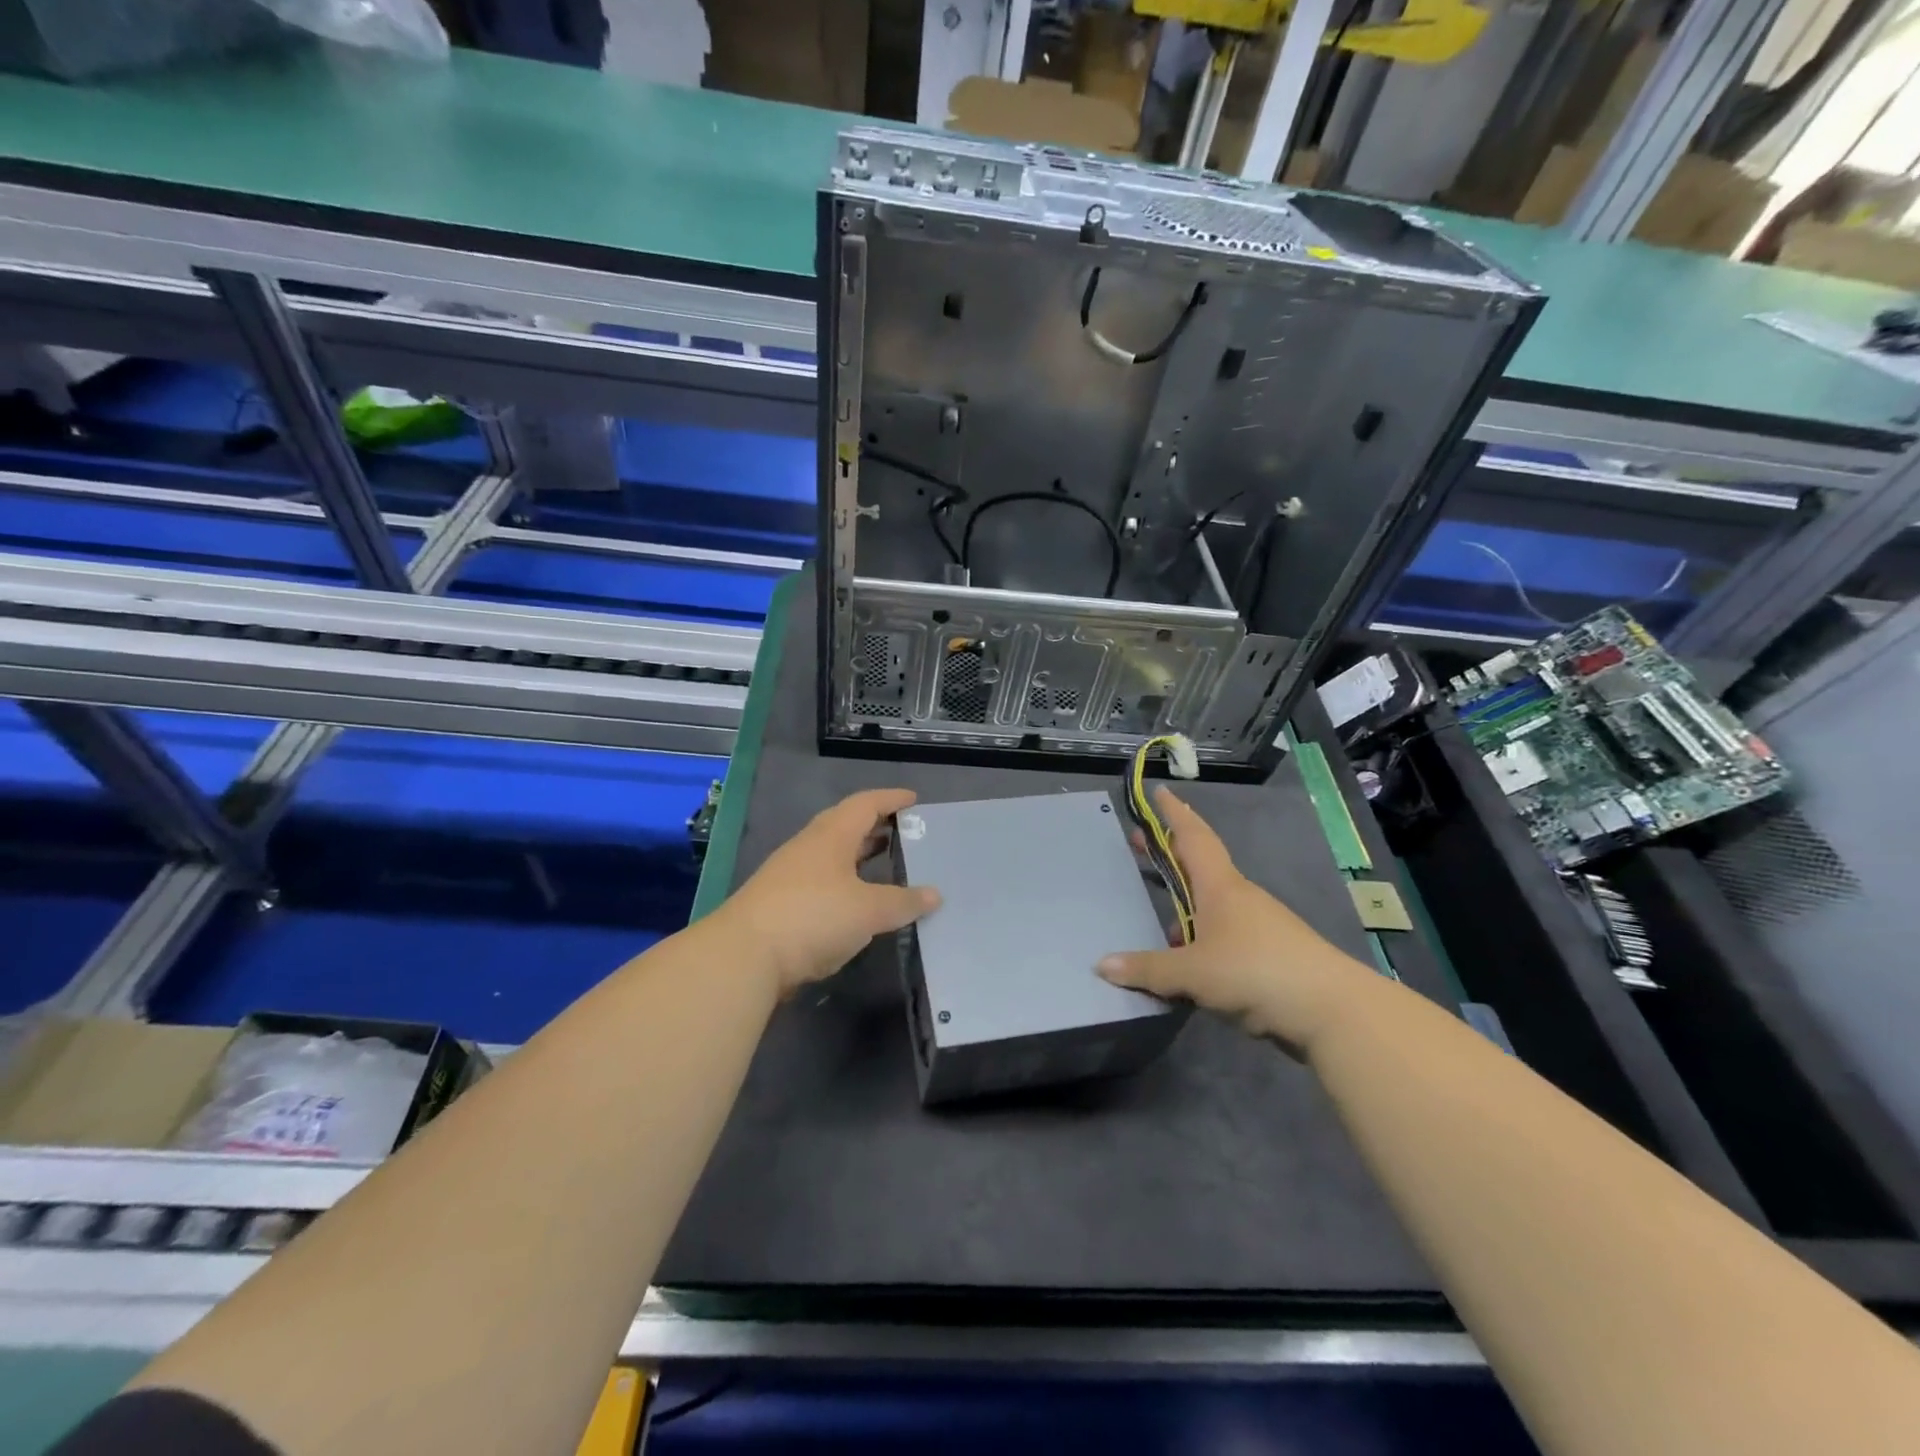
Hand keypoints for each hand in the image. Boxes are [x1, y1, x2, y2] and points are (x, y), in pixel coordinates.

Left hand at [718, 787, 940, 995]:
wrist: (744, 956)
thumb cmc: (813, 917)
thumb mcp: (868, 910)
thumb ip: (903, 901)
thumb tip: (935, 894)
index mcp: (831, 835)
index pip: (865, 804)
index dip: (891, 799)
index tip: (913, 799)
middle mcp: (809, 847)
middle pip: (845, 826)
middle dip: (875, 827)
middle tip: (904, 832)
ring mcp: (790, 875)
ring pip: (832, 855)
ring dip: (859, 856)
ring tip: (886, 864)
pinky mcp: (781, 903)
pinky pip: (822, 881)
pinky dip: (845, 883)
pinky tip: (856, 902)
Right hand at [1098, 787, 1374, 1053]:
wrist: (1333, 1010)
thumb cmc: (1256, 972)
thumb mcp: (1193, 973)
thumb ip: (1148, 969)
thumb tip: (1102, 966)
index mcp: (1221, 887)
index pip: (1193, 838)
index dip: (1174, 814)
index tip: (1159, 792)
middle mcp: (1240, 898)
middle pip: (1200, 866)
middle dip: (1170, 855)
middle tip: (1140, 844)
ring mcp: (1259, 925)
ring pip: (1213, 906)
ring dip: (1187, 907)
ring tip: (1163, 929)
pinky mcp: (1271, 955)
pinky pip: (1225, 935)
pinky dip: (1203, 938)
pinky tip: (1193, 966)